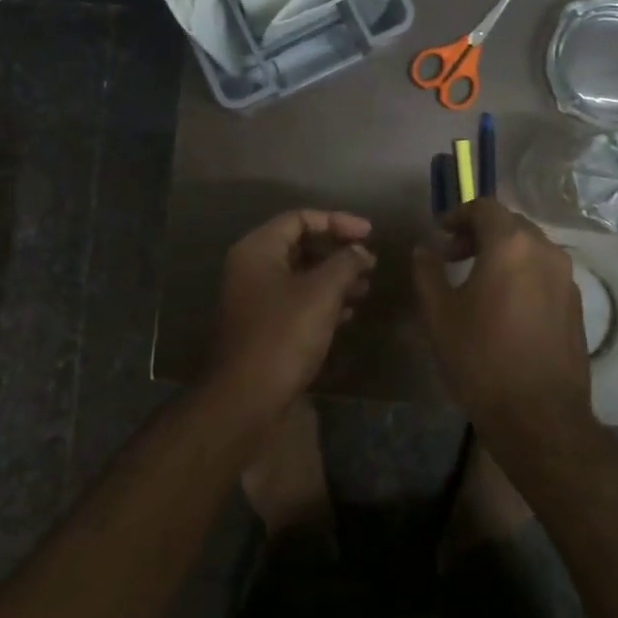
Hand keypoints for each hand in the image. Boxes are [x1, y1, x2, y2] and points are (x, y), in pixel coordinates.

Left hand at [208, 209, 374, 421]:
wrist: (247, 399)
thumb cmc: (283, 335)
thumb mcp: (321, 293)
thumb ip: (345, 263)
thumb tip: (359, 251)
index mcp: (258, 249)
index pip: (300, 218)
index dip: (337, 221)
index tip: (370, 234)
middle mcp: (252, 267)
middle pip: (300, 244)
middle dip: (337, 251)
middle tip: (370, 262)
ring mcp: (255, 298)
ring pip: (301, 274)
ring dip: (334, 277)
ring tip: (366, 288)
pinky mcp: (264, 325)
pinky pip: (297, 300)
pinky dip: (323, 300)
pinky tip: (348, 313)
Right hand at [412, 199, 593, 441]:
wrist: (539, 416)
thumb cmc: (481, 358)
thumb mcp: (439, 314)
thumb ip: (427, 272)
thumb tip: (424, 250)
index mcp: (511, 245)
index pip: (484, 208)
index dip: (458, 215)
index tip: (438, 234)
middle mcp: (545, 251)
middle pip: (510, 224)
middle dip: (479, 232)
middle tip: (452, 255)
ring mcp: (566, 278)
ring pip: (530, 248)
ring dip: (502, 252)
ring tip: (476, 279)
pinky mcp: (576, 304)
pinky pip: (544, 272)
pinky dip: (521, 273)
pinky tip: (503, 303)